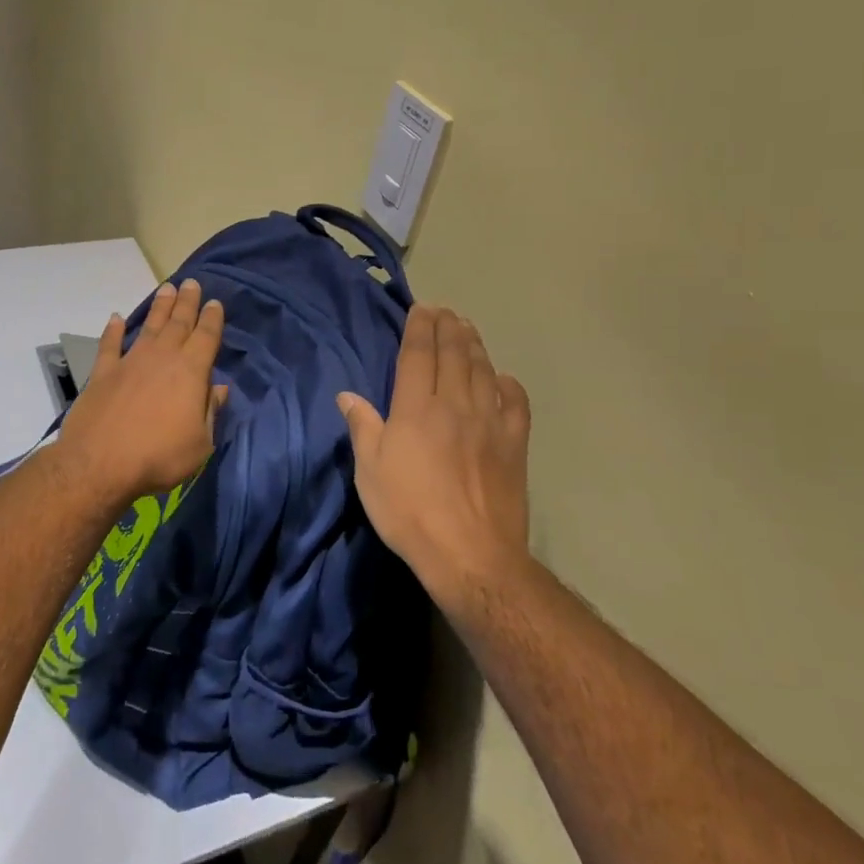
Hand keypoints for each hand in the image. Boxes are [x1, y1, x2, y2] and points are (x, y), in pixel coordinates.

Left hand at [58, 279, 227, 506]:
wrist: (100, 463)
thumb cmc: (159, 456)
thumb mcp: (200, 442)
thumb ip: (210, 411)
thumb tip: (219, 389)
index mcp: (191, 371)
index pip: (206, 336)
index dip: (212, 318)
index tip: (214, 302)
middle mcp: (162, 357)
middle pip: (178, 323)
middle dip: (187, 302)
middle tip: (192, 283)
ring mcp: (130, 362)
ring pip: (148, 326)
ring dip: (159, 307)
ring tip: (167, 288)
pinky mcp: (102, 373)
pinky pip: (109, 345)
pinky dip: (112, 330)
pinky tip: (114, 318)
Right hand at [338, 306, 530, 601]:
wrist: (469, 554)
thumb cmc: (408, 511)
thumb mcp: (369, 471)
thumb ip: (362, 426)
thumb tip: (348, 395)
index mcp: (416, 408)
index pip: (419, 353)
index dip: (419, 327)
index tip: (421, 309)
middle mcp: (455, 404)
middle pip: (454, 354)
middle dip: (448, 327)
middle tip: (445, 311)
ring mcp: (490, 422)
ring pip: (483, 370)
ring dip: (474, 345)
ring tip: (468, 329)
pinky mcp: (515, 444)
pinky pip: (515, 404)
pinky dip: (509, 385)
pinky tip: (502, 379)